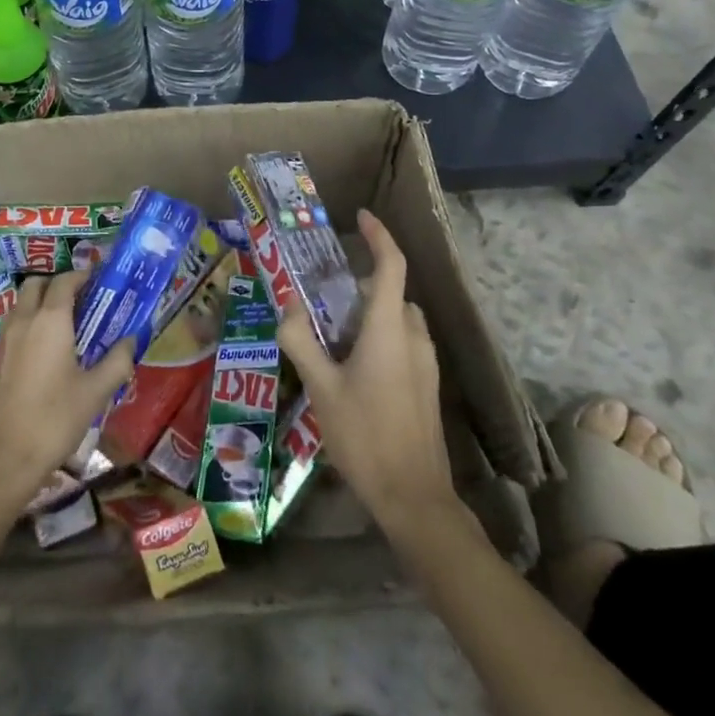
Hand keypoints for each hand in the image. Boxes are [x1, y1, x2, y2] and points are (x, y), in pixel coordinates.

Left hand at [0, 272, 134, 505]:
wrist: (6, 456)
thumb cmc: (55, 418)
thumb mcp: (96, 391)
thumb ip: (117, 360)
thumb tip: (131, 340)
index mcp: (51, 319)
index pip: (65, 281)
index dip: (82, 275)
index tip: (101, 280)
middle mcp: (25, 320)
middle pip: (37, 284)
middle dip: (59, 284)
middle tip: (83, 299)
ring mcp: (7, 338)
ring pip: (22, 302)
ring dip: (42, 300)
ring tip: (68, 322)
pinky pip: (16, 323)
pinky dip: (31, 320)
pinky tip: (49, 347)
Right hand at [276, 210, 468, 543]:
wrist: (414, 498)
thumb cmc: (365, 436)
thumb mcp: (321, 387)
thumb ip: (301, 340)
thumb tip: (288, 305)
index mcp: (390, 329)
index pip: (391, 266)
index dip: (379, 236)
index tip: (362, 217)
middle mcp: (414, 338)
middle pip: (391, 294)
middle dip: (360, 286)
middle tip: (321, 297)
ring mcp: (425, 364)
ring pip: (398, 320)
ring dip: (370, 314)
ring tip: (331, 334)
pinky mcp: (426, 386)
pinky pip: (403, 343)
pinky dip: (380, 337)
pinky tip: (351, 368)